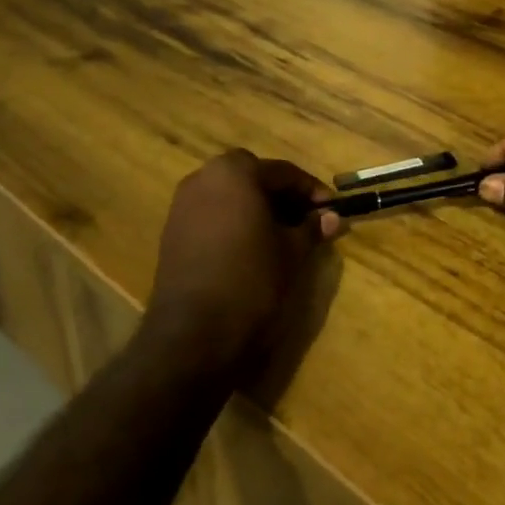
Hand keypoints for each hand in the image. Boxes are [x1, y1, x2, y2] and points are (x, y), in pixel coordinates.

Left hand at [144, 150, 339, 380]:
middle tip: (306, 218)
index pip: (283, 172)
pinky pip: (212, 214)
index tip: (331, 208)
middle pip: (252, 177)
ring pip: (230, 195)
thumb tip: (332, 217)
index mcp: (235, 172)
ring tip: (281, 234)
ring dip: (256, 207)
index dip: (311, 190)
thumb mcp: (292, 251)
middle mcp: (203, 178)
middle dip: (281, 195)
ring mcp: (183, 205)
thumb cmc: (252, 279)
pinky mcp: (173, 232)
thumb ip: (312, 227)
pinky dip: (234, 222)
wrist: (194, 332)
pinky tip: (252, 247)